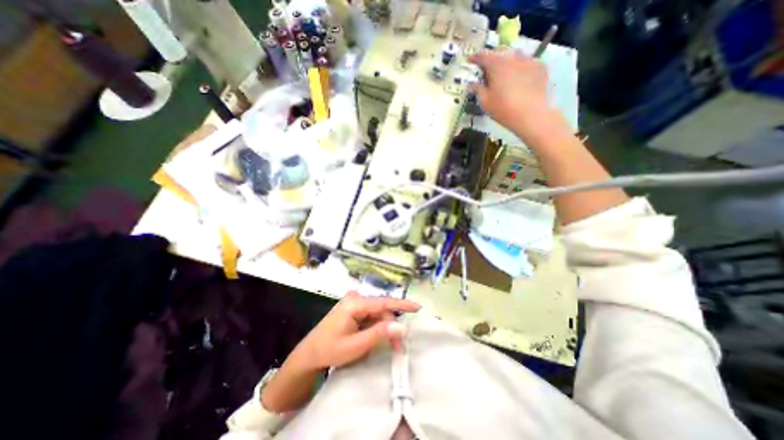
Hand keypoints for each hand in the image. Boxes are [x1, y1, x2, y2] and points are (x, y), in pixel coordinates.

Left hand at [292, 294, 415, 368]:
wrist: (308, 355)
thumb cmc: (330, 350)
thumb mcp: (356, 345)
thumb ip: (379, 334)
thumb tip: (402, 326)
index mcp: (355, 304)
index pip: (383, 302)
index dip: (401, 304)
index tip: (418, 307)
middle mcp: (355, 299)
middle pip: (381, 310)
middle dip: (391, 326)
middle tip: (399, 347)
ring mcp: (353, 303)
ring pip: (377, 313)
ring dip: (385, 327)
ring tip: (391, 345)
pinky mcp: (353, 309)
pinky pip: (370, 315)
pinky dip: (377, 326)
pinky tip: (378, 336)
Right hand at [464, 50, 571, 144]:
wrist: (532, 115)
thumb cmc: (503, 109)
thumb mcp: (485, 102)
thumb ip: (478, 90)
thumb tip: (472, 84)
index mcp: (496, 64)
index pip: (482, 56)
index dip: (475, 58)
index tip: (470, 61)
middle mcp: (512, 56)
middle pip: (499, 54)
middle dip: (491, 61)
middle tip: (487, 73)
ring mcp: (529, 59)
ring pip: (514, 57)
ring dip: (506, 64)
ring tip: (504, 76)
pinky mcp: (541, 66)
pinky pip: (527, 63)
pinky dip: (520, 69)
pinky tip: (519, 81)